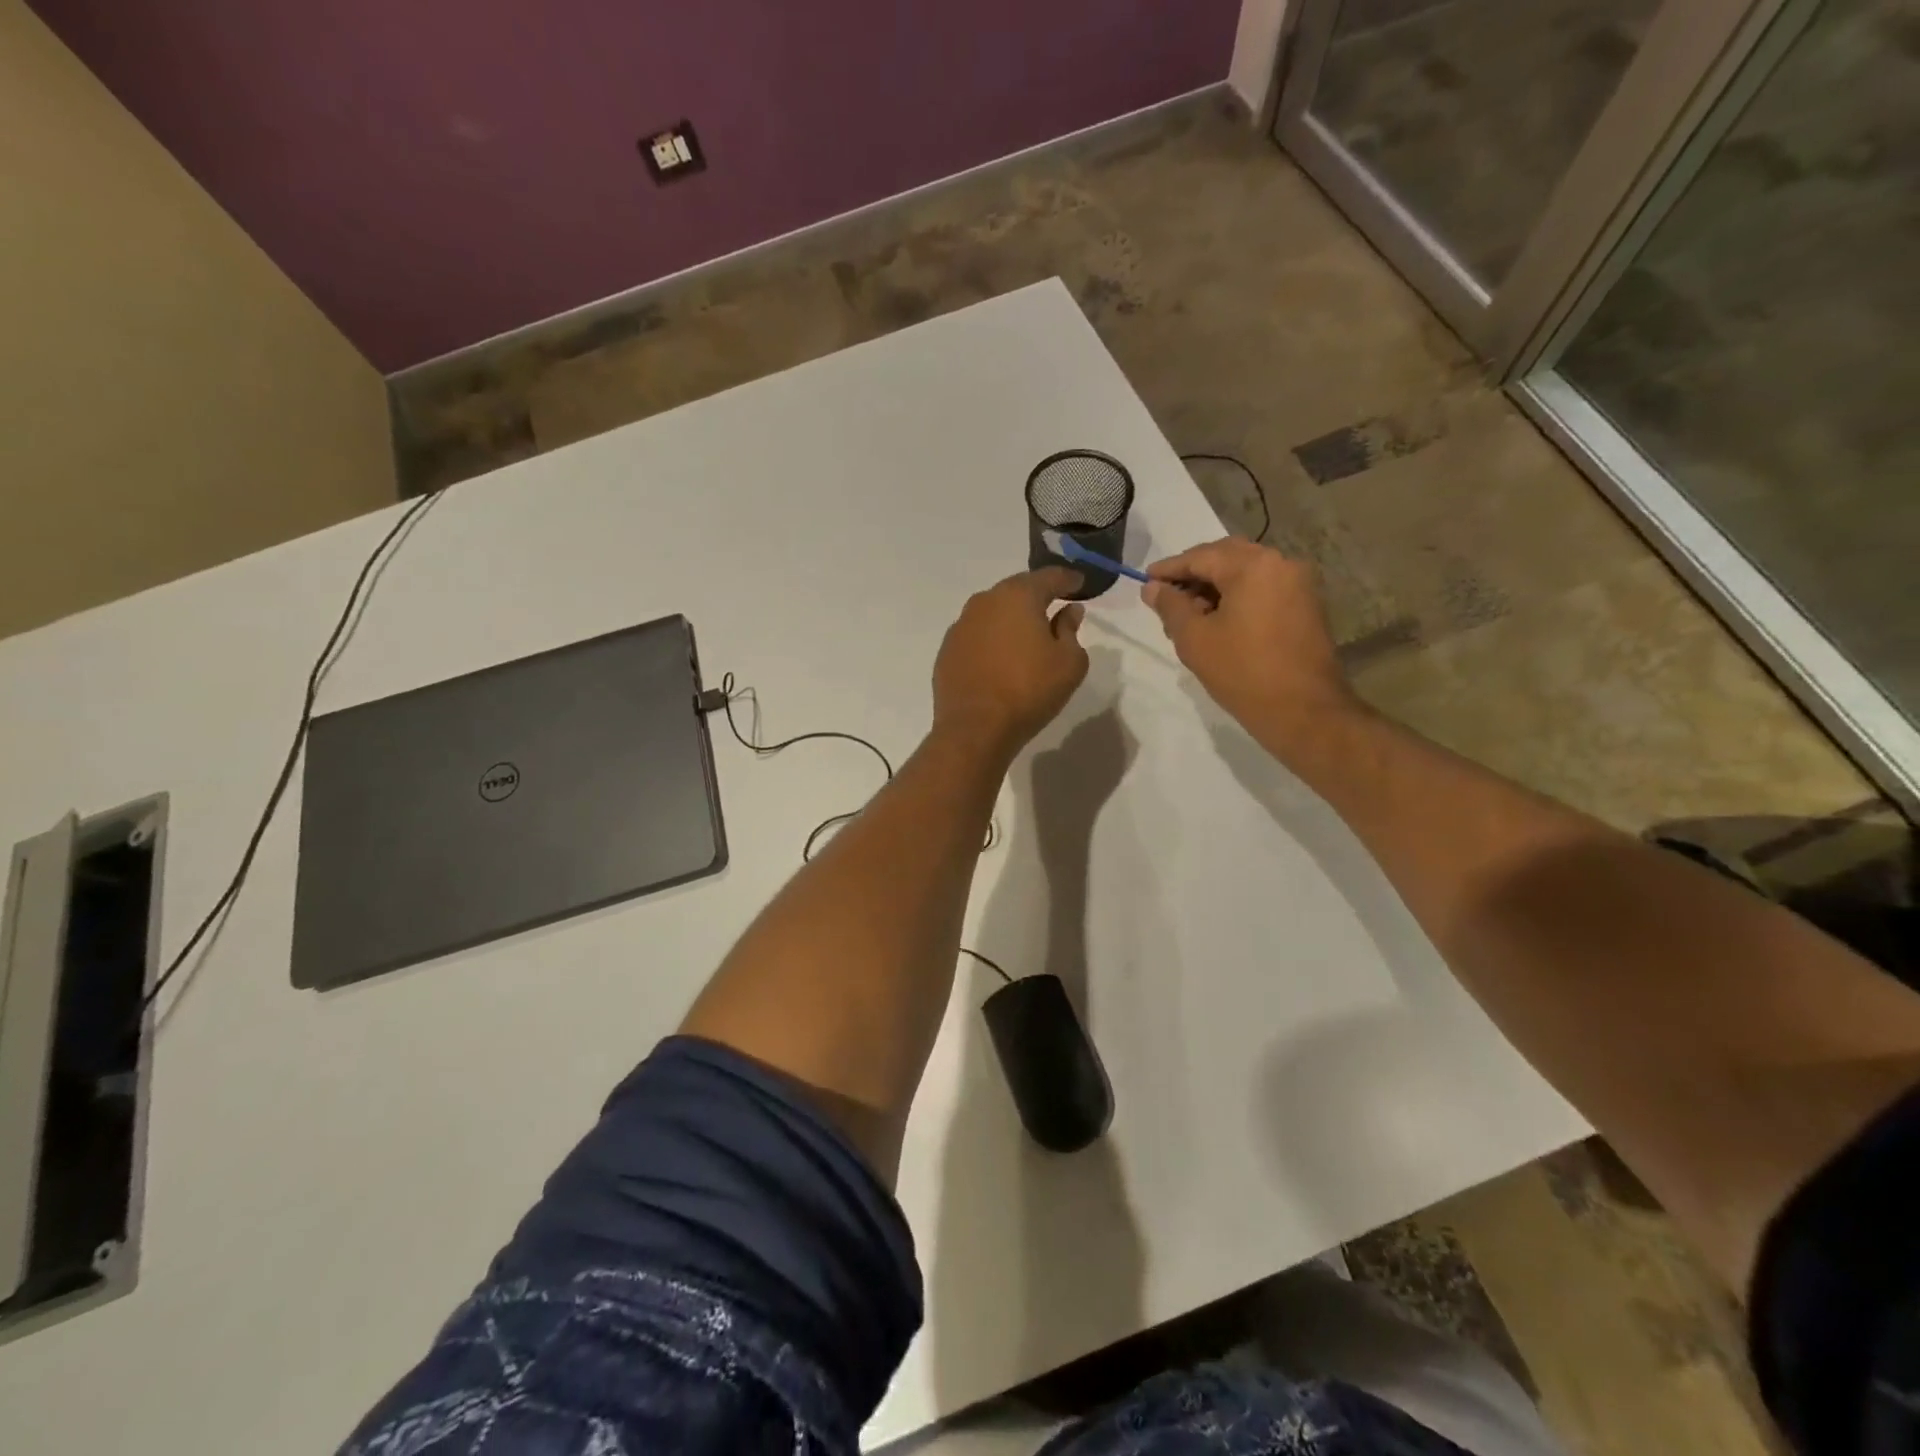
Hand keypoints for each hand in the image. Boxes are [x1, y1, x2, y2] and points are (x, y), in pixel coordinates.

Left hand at [933, 567, 1088, 758]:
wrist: (975, 728)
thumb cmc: (1030, 690)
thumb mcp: (1069, 663)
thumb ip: (1071, 630)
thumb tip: (1068, 612)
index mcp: (1018, 596)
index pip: (1049, 577)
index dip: (1068, 579)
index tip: (1080, 584)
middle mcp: (985, 601)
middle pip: (1017, 590)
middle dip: (1037, 595)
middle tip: (1055, 606)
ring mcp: (961, 625)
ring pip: (993, 612)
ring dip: (1011, 618)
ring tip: (1027, 634)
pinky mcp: (947, 650)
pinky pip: (977, 635)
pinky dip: (992, 640)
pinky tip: (1001, 658)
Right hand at [1142, 538, 1358, 746]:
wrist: (1303, 711)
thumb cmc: (1242, 672)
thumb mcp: (1194, 638)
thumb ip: (1170, 606)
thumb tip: (1152, 587)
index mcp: (1252, 566)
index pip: (1200, 556)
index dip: (1169, 568)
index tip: (1144, 580)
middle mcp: (1280, 563)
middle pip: (1226, 557)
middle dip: (1194, 574)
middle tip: (1166, 597)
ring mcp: (1298, 583)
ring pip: (1246, 572)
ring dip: (1215, 586)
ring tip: (1188, 615)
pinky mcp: (1306, 605)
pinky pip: (1263, 588)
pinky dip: (1237, 596)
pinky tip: (1218, 621)